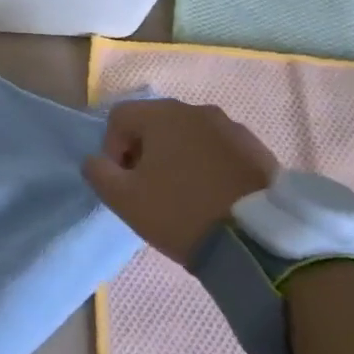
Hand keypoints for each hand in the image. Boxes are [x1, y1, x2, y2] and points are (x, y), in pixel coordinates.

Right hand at [83, 99, 278, 265]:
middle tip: (149, 188)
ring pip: (189, 136)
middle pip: (156, 123)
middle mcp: (197, 110)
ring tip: (184, 194)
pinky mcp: (259, 150)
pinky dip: (209, 165)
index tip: (123, 180)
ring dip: (178, 157)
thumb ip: (98, 172)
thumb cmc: (181, 212)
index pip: (120, 117)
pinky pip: (220, 150)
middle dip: (145, 151)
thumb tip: (95, 160)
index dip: (112, 148)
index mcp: (162, 114)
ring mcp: (232, 128)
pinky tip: (213, 196)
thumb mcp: (124, 199)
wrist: (258, 243)